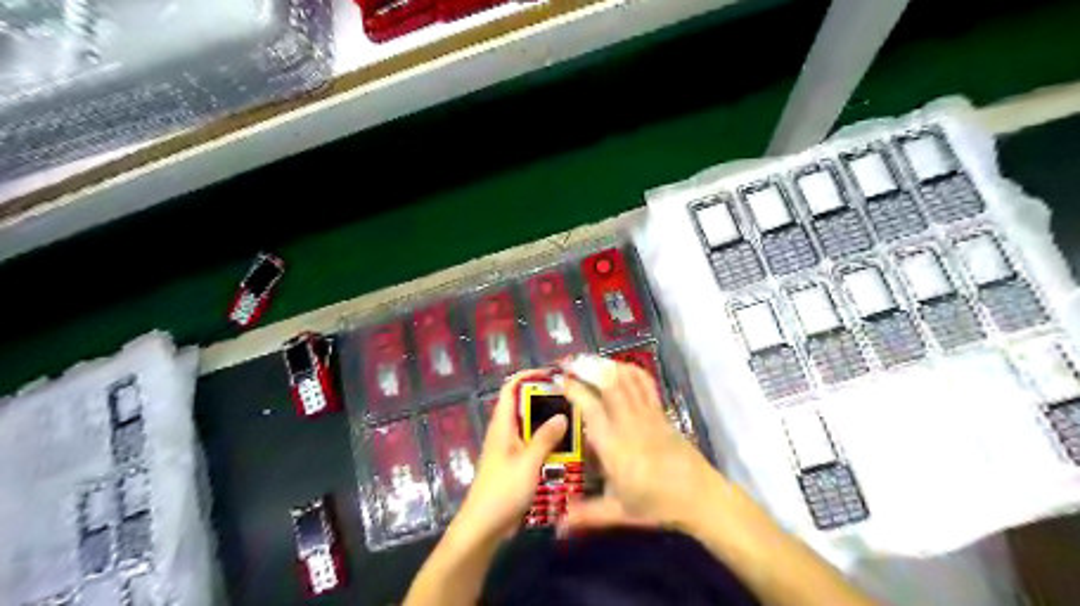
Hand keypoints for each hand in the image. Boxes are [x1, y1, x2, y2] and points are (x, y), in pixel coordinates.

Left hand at [447, 369, 566, 544]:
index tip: (552, 374)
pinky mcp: (515, 464)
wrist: (484, 526)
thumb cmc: (503, 490)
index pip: (511, 388)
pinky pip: (534, 446)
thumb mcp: (528, 462)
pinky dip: (549, 443)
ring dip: (550, 424)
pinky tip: (567, 449)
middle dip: (547, 400)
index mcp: (502, 424)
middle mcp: (505, 432)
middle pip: (524, 406)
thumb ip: (545, 437)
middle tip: (573, 400)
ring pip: (531, 427)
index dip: (528, 376)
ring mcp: (510, 449)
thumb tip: (562, 415)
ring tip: (576, 422)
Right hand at [557, 363, 723, 531]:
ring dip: (608, 366)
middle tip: (571, 362)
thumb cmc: (657, 504)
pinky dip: (632, 371)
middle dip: (589, 368)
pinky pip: (645, 385)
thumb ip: (587, 515)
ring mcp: (648, 414)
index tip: (561, 380)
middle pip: (609, 384)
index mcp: (614, 445)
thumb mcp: (619, 512)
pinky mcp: (661, 413)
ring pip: (628, 380)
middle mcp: (629, 423)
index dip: (575, 390)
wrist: (699, 496)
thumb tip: (557, 526)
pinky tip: (621, 368)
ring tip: (591, 361)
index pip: (591, 408)